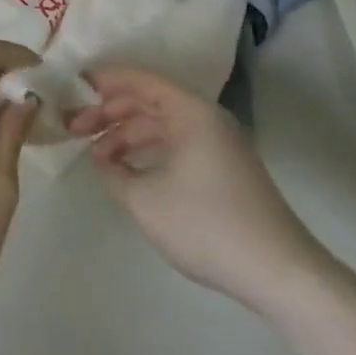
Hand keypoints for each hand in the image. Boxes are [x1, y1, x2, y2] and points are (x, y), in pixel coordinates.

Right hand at [67, 66, 337, 313]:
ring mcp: (220, 144)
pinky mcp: (226, 170)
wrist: (282, 274)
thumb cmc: (208, 226)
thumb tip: (102, 160)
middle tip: (75, 129)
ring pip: (162, 126)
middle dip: (110, 112)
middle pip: (149, 102)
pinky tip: (130, 172)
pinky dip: (149, 151)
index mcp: (190, 112)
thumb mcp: (146, 201)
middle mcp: (206, 118)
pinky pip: (177, 145)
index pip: (140, 80)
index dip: (105, 81)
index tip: (73, 89)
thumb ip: (114, 173)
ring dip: (127, 135)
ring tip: (97, 156)